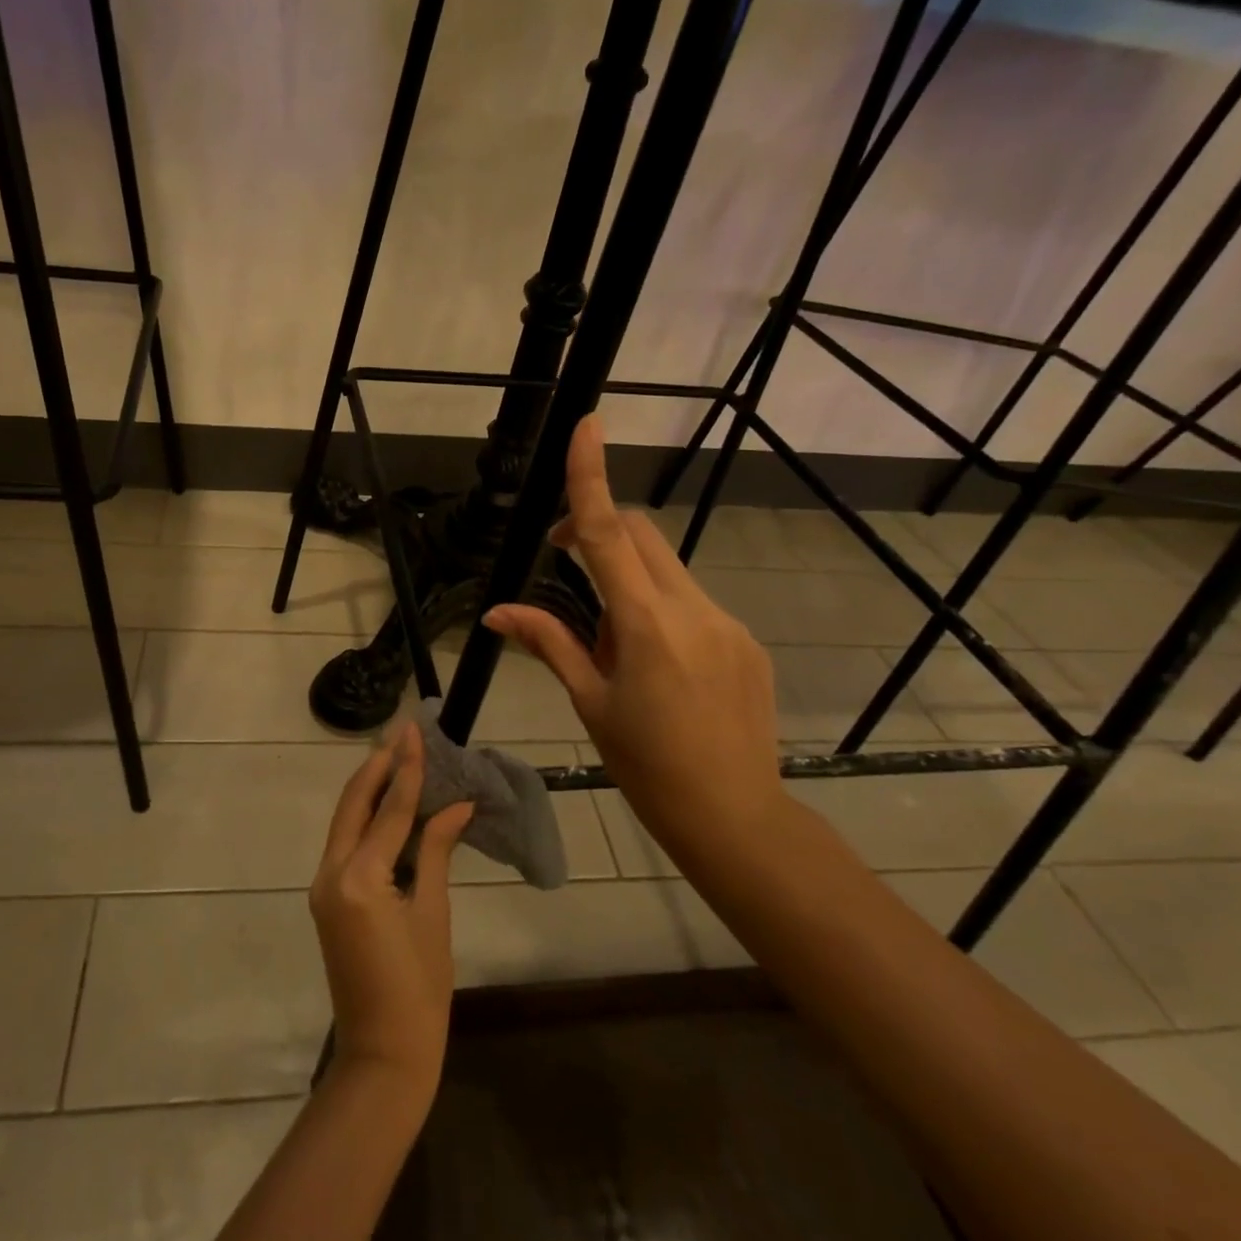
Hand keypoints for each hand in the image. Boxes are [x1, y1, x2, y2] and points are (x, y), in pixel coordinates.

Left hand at [310, 722, 472, 1102]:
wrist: (382, 1054)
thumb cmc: (420, 990)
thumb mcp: (433, 914)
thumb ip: (436, 852)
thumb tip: (457, 806)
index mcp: (359, 878)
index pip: (389, 810)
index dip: (407, 768)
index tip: (415, 731)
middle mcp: (331, 874)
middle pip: (353, 805)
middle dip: (378, 767)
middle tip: (401, 733)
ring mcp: (323, 886)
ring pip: (345, 821)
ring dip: (370, 788)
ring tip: (396, 756)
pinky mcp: (327, 898)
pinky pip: (345, 844)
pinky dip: (366, 818)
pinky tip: (388, 804)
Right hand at [483, 414, 782, 856]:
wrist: (734, 815)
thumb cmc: (646, 765)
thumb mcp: (590, 703)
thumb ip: (549, 643)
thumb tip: (496, 612)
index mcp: (644, 625)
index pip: (607, 533)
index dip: (592, 476)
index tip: (587, 425)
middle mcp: (691, 609)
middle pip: (639, 536)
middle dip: (598, 529)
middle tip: (562, 560)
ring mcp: (725, 622)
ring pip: (666, 568)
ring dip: (629, 579)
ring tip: (616, 644)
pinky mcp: (744, 639)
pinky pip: (692, 601)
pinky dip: (661, 607)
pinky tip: (658, 664)